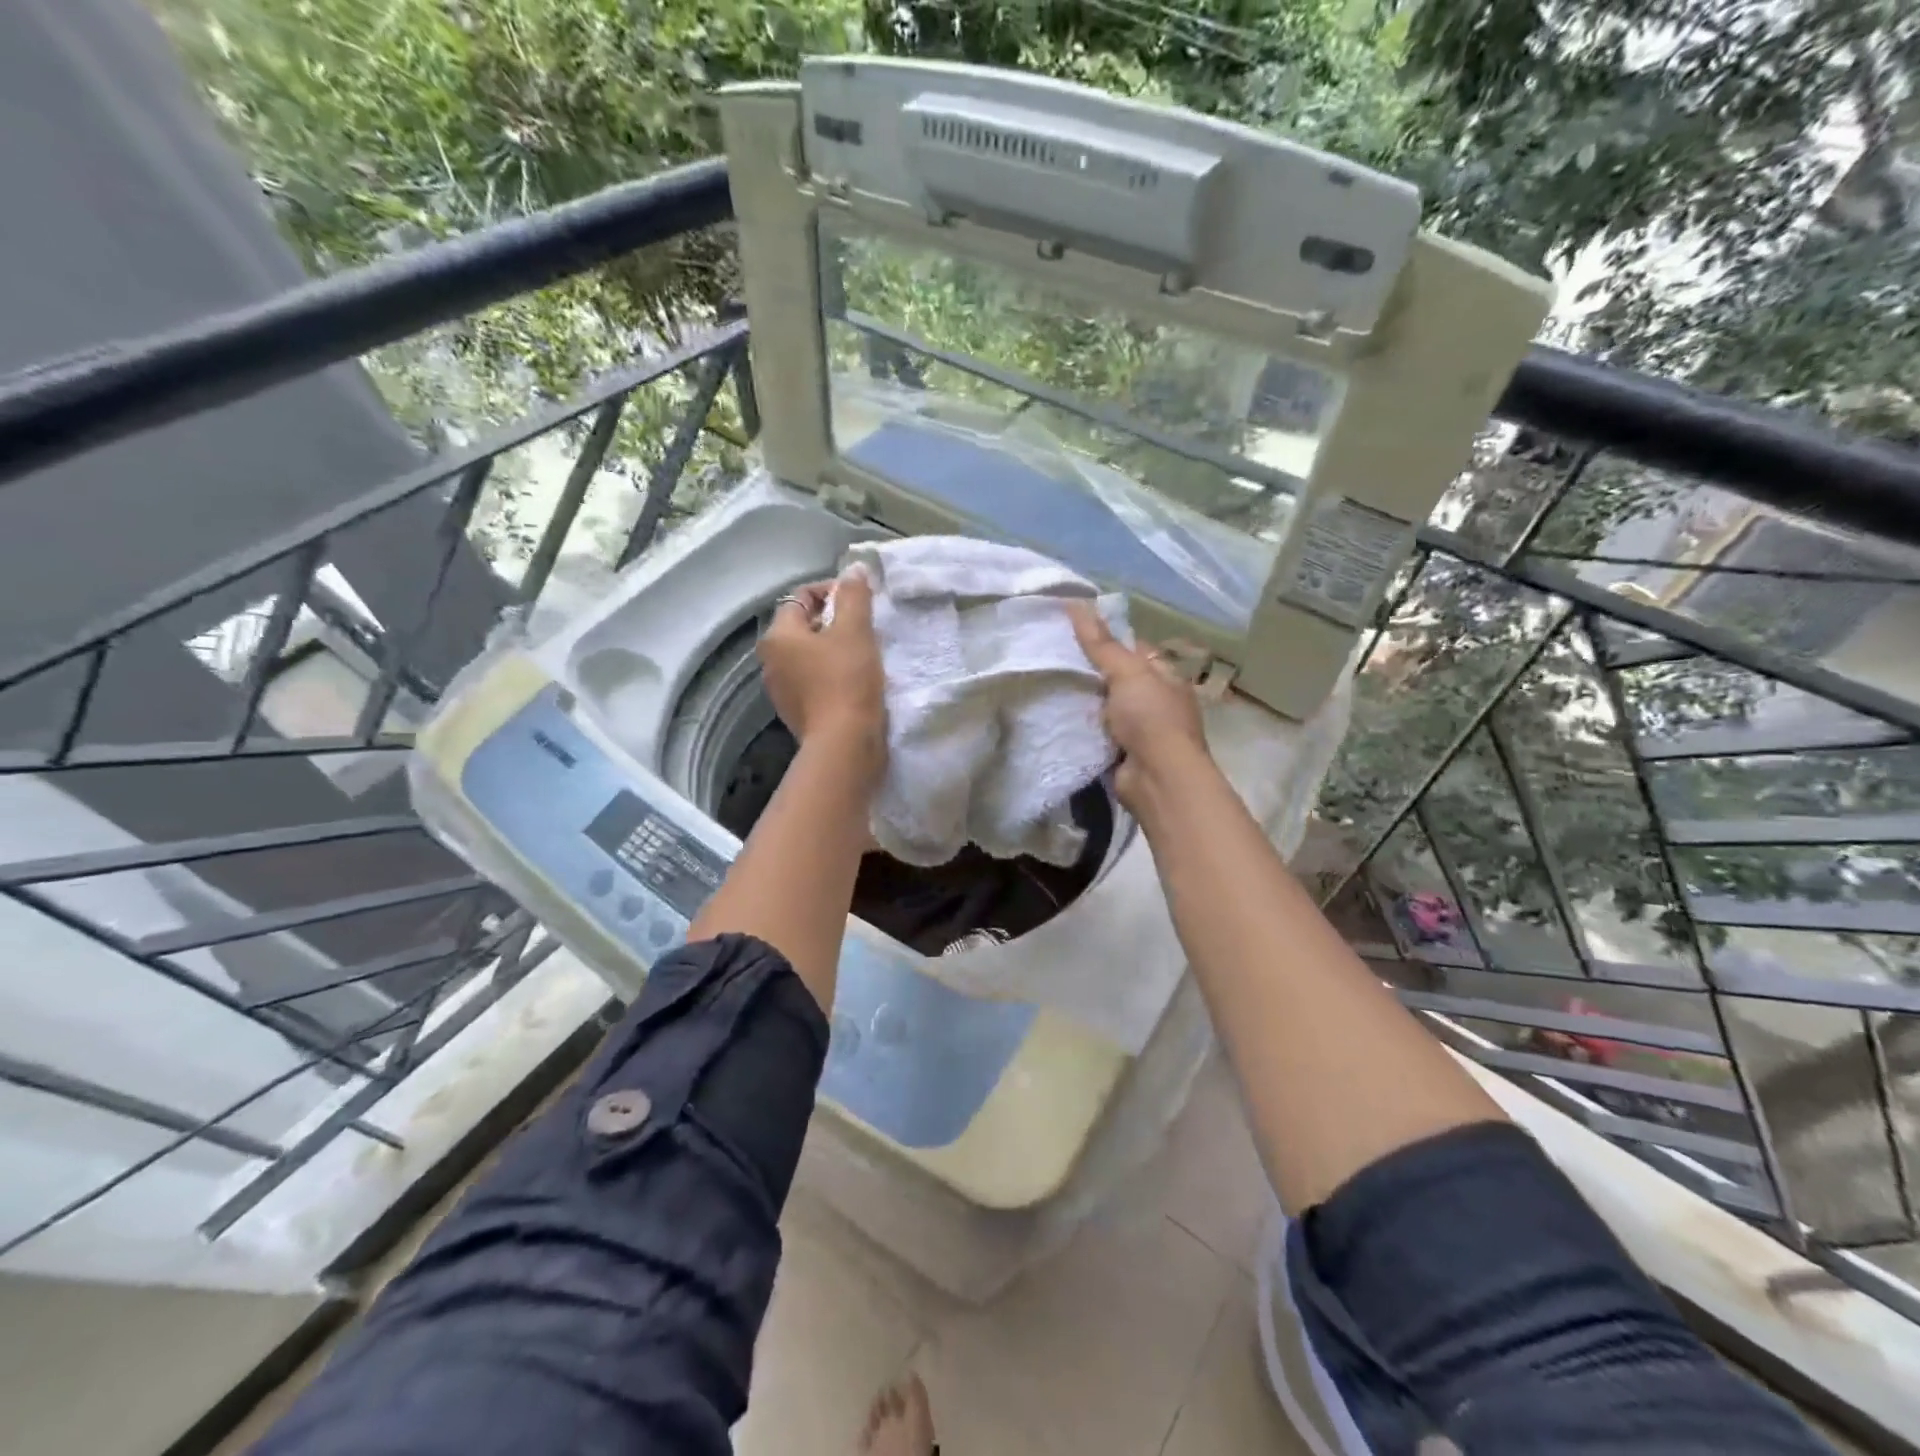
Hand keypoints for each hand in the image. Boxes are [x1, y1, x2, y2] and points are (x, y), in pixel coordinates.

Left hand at [759, 571, 886, 777]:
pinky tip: (857, 681)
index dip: (833, 591)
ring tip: (866, 653)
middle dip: (835, 621)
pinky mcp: (798, 713)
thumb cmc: (847, 681)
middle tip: (867, 627)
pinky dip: (832, 674)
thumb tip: (854, 569)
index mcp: (778, 637)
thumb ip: (854, 595)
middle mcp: (771, 661)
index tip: (862, 601)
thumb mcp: (855, 631)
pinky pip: (814, 681)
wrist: (845, 746)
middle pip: (804, 626)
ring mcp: (782, 690)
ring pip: (810, 656)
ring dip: (835, 649)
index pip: (801, 597)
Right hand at [1068, 601, 1211, 812]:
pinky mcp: (1122, 754)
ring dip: (1084, 703)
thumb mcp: (1127, 672)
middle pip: (1118, 680)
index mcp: (1166, 677)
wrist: (1157, 778)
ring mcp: (1140, 731)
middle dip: (1090, 673)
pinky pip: (1096, 734)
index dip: (1108, 640)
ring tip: (1048, 685)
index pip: (1135, 650)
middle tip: (1053, 659)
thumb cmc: (1151, 717)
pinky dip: (1081, 729)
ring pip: (1104, 708)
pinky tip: (1057, 718)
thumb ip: (1100, 643)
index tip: (1074, 633)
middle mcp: (1156, 702)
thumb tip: (1075, 603)